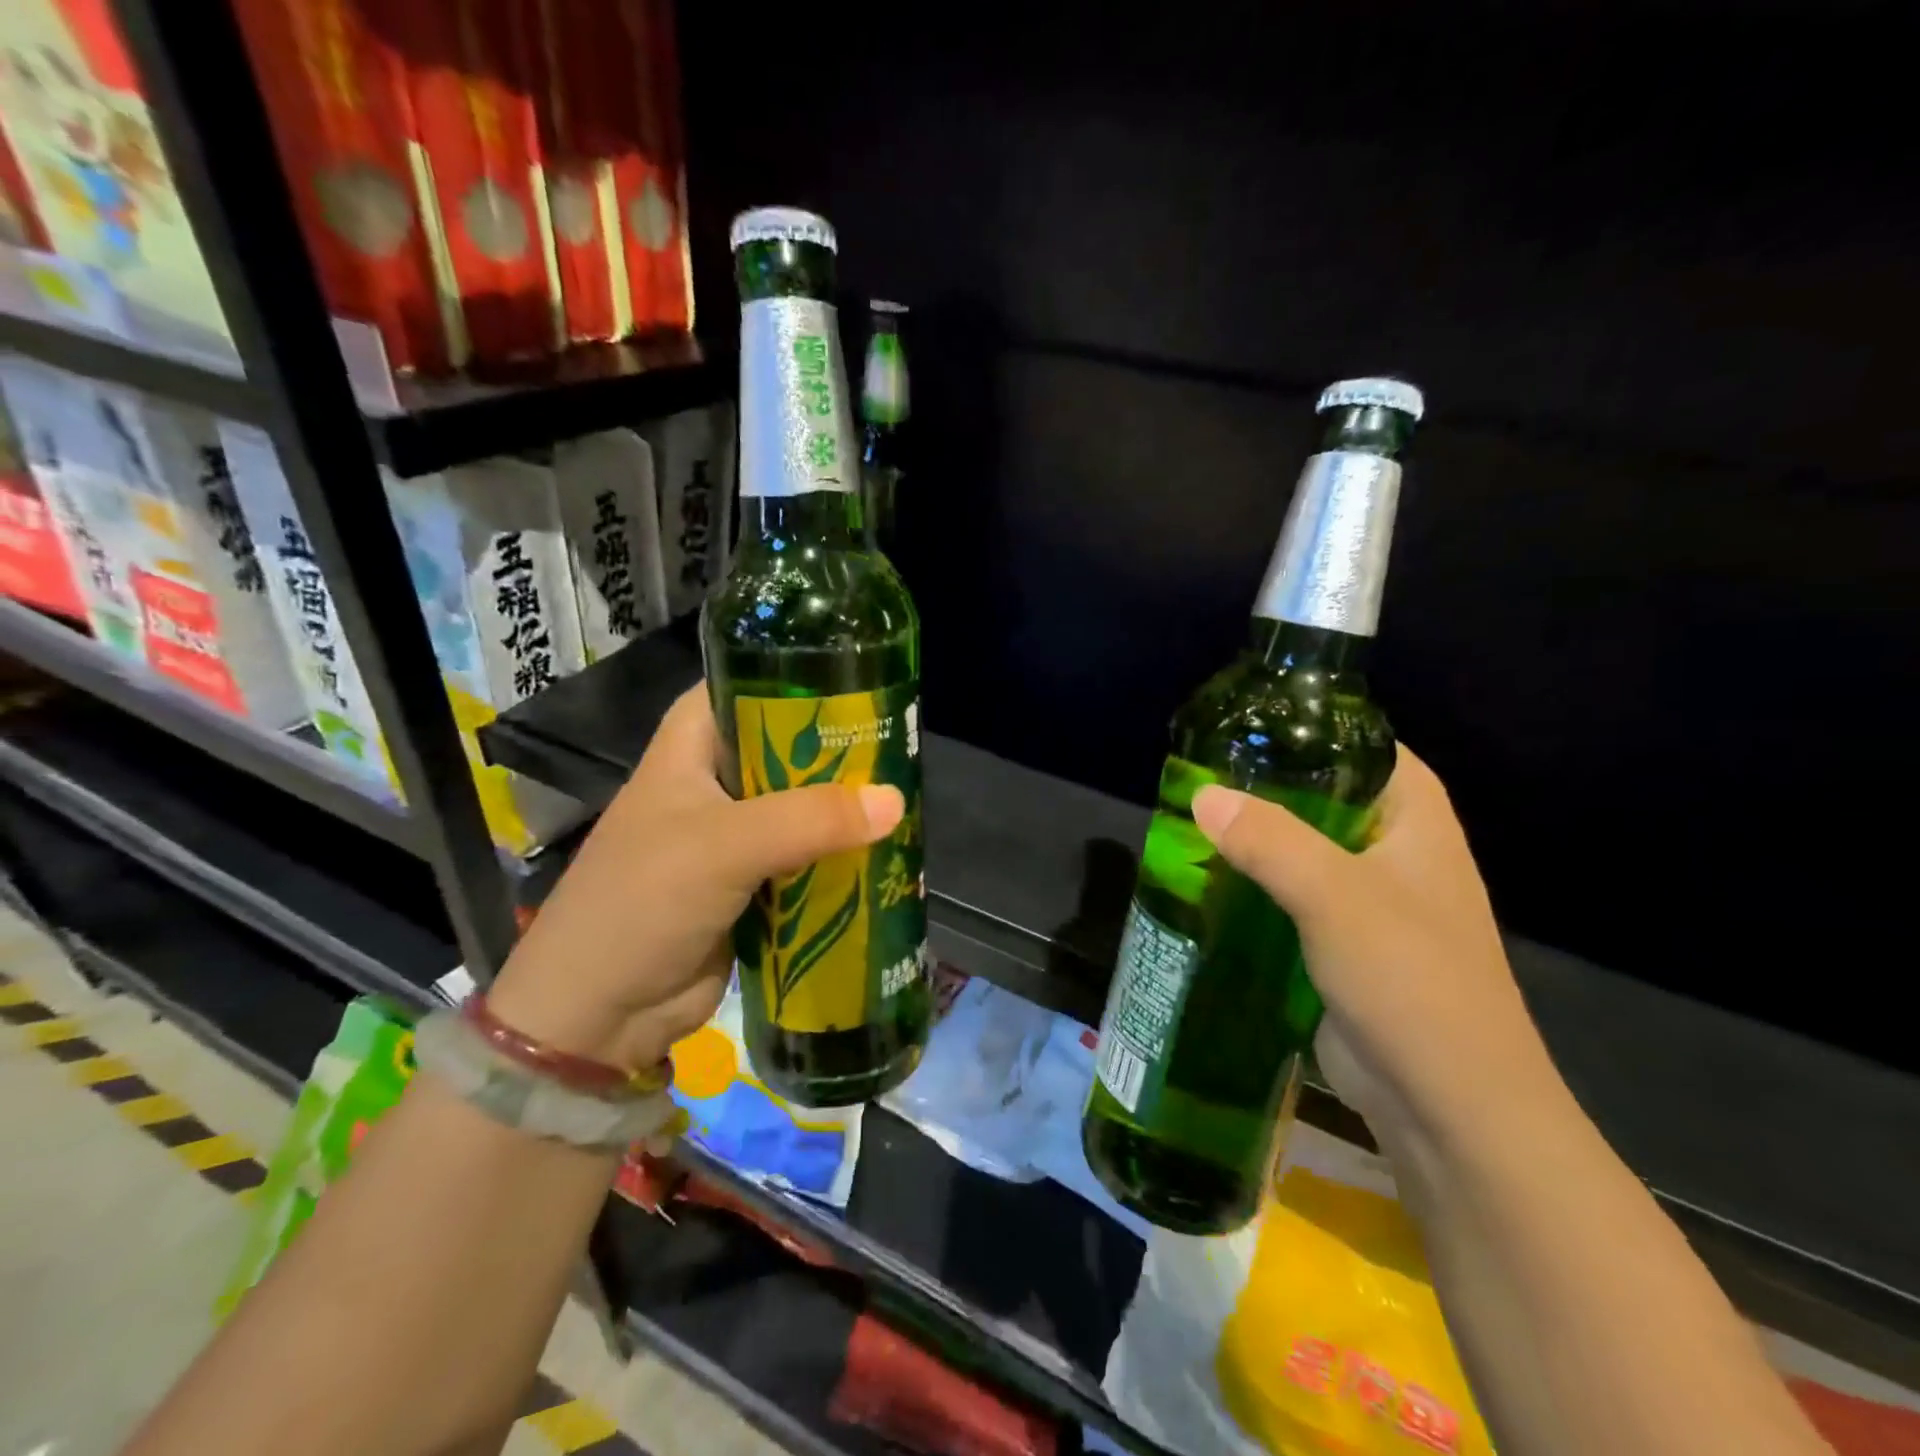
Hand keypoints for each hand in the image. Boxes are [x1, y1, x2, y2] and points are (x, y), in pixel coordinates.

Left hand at [486, 685, 903, 1070]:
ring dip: (845, 809)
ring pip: (802, 805)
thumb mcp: (725, 846)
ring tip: (909, 796)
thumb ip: (811, 819)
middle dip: (840, 750)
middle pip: (787, 747)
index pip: (748, 684)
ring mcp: (734, 835)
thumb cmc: (643, 903)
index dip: (802, 678)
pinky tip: (886, 851)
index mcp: (691, 745)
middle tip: (903, 746)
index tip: (865, 678)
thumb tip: (896, 800)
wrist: (599, 1015)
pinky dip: (838, 856)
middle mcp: (714, 780)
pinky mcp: (752, 883)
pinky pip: (806, 856)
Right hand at [1191, 747, 1555, 1138]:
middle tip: (1201, 773)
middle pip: (1328, 798)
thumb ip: (1269, 840)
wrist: (1448, 1108)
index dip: (1316, 729)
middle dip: (1269, 786)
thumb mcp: (1336, 897)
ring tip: (1192, 821)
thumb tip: (1203, 794)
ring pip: (1304, 851)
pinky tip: (1209, 882)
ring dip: (1255, 840)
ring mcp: (1370, 903)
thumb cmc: (1410, 981)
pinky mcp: (1342, 946)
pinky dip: (1256, 886)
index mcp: (1417, 823)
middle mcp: (1397, 853)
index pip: (1369, 748)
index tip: (1250, 723)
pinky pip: (1292, 898)